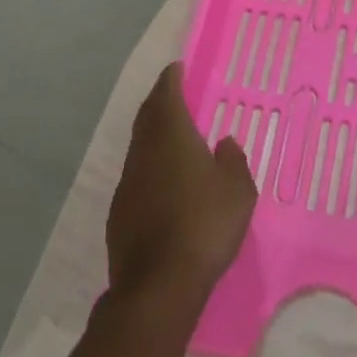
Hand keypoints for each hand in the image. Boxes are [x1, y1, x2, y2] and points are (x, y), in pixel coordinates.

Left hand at [106, 63, 256, 315]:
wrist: (158, 288)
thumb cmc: (204, 226)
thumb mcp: (237, 190)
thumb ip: (233, 160)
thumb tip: (224, 143)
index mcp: (171, 136)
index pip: (166, 95)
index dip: (171, 79)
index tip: (176, 68)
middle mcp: (144, 153)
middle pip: (147, 117)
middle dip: (158, 102)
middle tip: (171, 94)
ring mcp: (127, 185)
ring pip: (139, 147)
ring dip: (152, 135)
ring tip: (170, 136)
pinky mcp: (119, 216)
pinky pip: (136, 177)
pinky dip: (148, 167)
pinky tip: (162, 182)